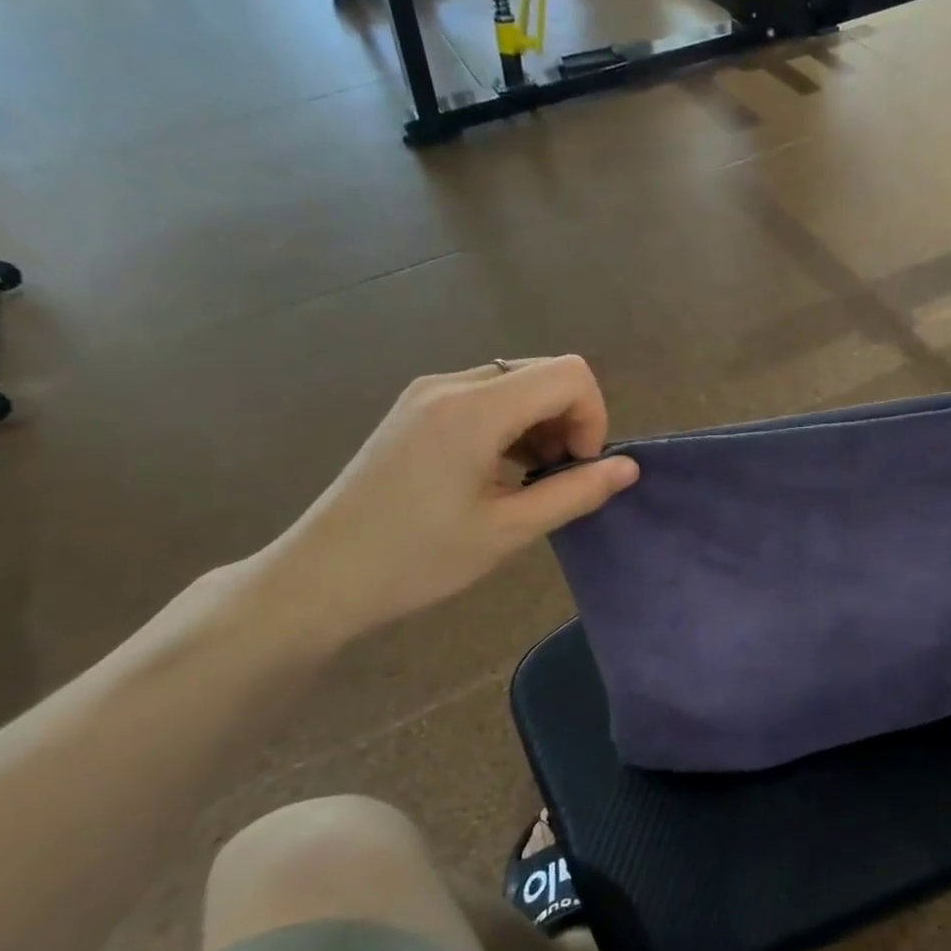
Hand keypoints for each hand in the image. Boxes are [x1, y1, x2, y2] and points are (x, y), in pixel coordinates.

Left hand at [252, 357, 637, 645]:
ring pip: (516, 384)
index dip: (593, 417)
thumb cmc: (418, 559)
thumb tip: (629, 468)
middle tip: (558, 479)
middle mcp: (451, 384)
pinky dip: (511, 425)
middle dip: (569, 420)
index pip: (569, 374)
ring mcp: (428, 393)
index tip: (579, 468)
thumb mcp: (509, 531)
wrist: (321, 577)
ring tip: (529, 481)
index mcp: (475, 408)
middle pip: (544, 373)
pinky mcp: (416, 409)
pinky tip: (499, 472)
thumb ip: (576, 492)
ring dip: (541, 425)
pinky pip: (485, 397)